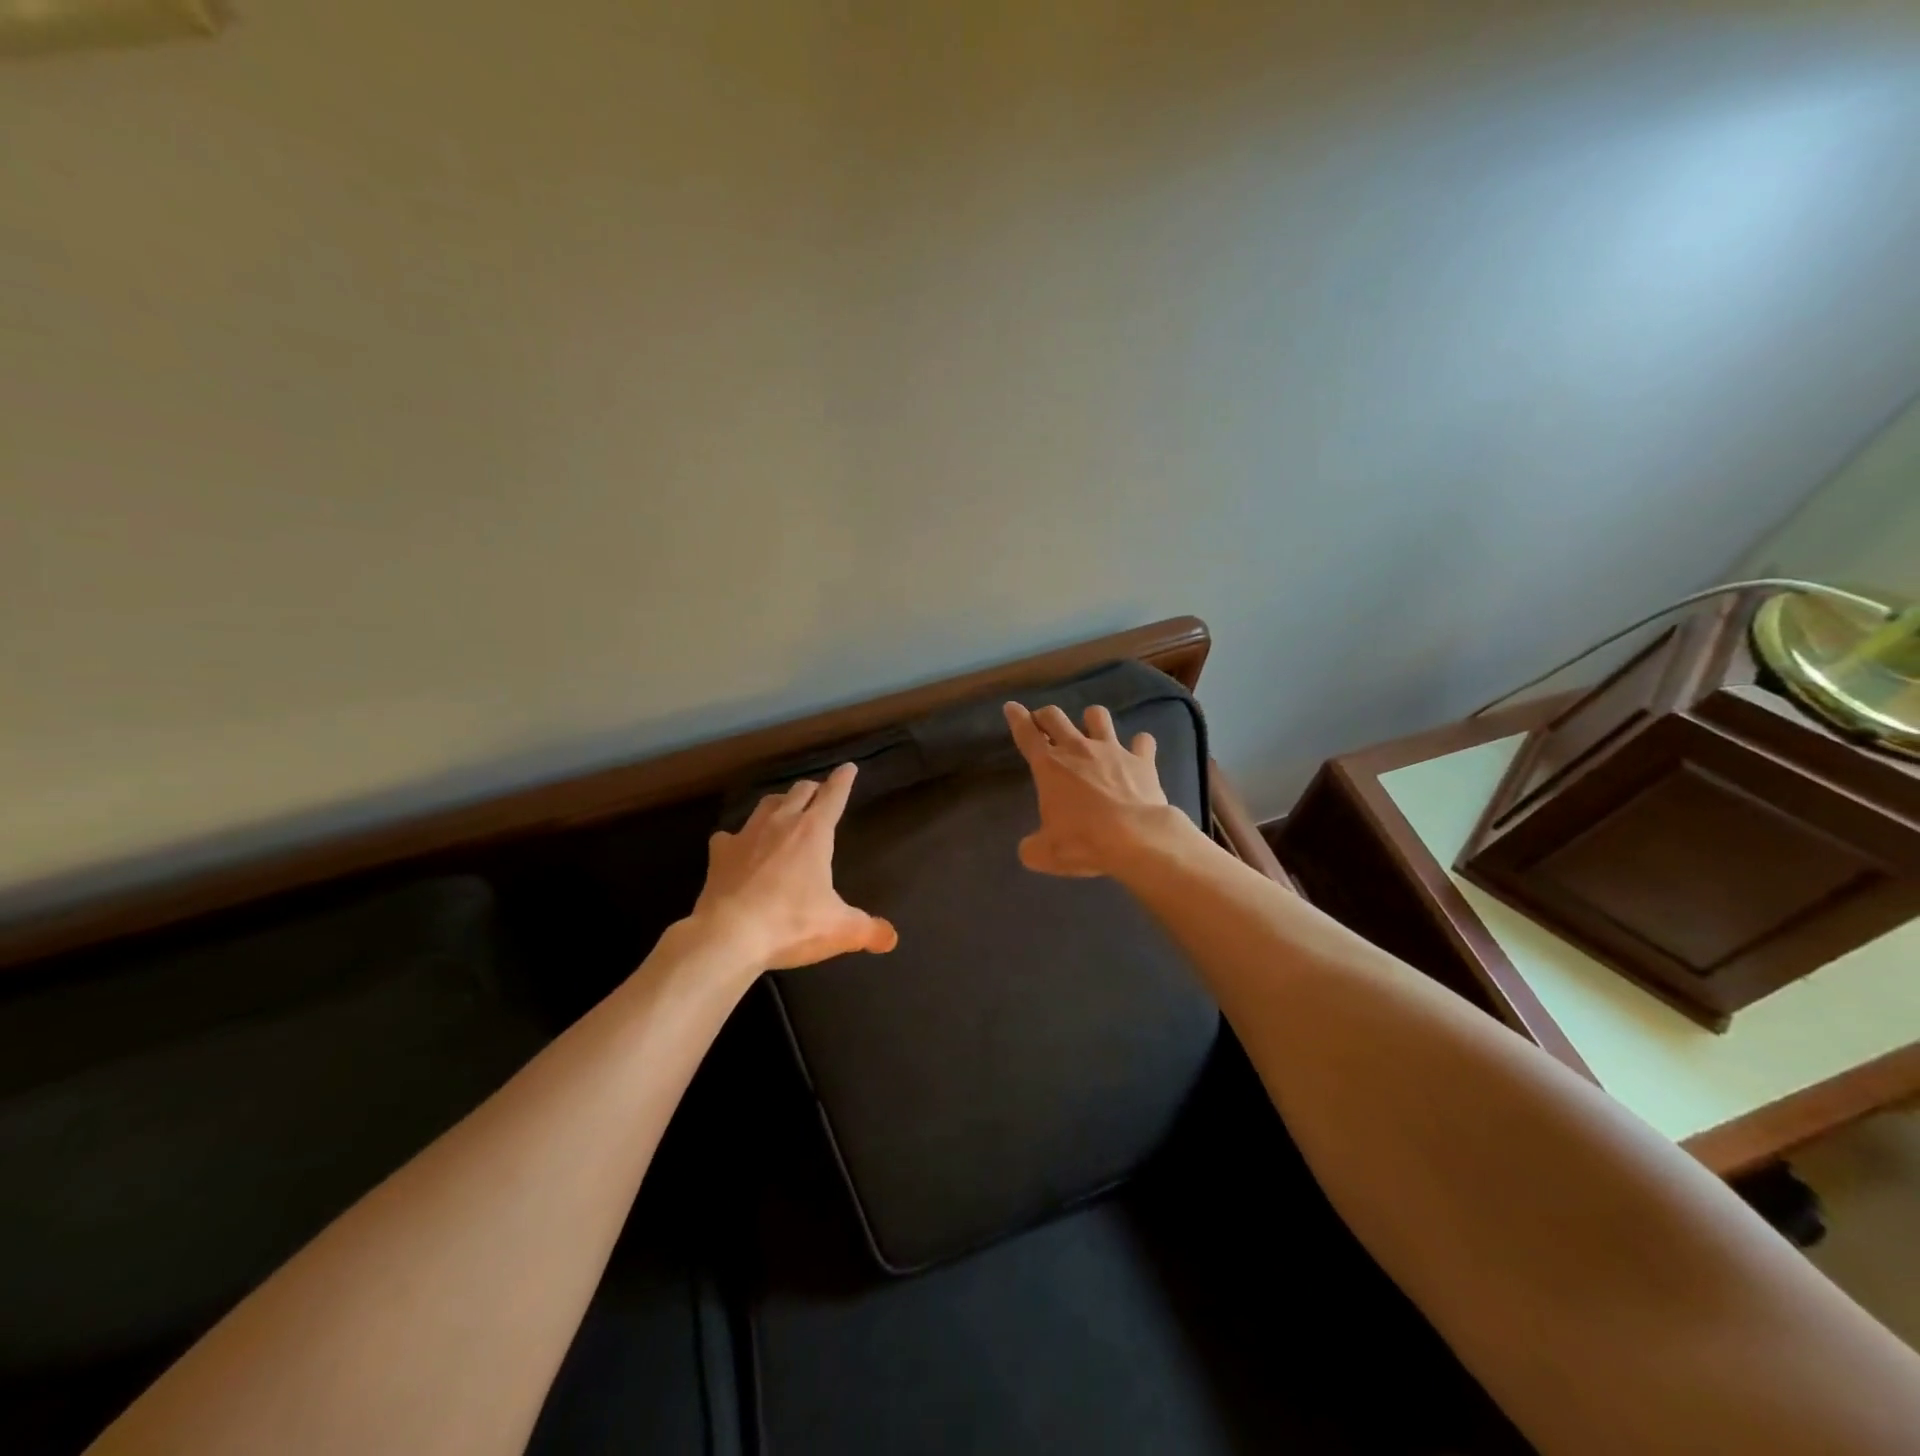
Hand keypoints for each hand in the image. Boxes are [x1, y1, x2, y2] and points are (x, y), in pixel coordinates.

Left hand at [690, 761, 898, 970]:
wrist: (728, 936)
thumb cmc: (791, 925)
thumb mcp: (839, 929)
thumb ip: (868, 930)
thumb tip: (891, 937)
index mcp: (814, 833)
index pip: (833, 796)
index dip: (843, 780)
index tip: (849, 767)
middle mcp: (781, 824)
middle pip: (800, 791)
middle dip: (814, 789)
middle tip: (820, 793)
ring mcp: (747, 835)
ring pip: (767, 804)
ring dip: (780, 803)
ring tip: (785, 810)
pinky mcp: (720, 853)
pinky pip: (730, 836)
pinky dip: (739, 838)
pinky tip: (740, 847)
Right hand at [1003, 701, 1188, 878]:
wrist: (1137, 839)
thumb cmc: (1084, 841)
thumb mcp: (1045, 853)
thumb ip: (1032, 847)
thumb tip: (1030, 848)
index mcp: (1049, 766)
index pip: (1026, 734)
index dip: (1016, 718)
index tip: (1012, 707)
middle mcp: (1078, 749)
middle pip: (1055, 716)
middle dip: (1046, 716)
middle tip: (1044, 723)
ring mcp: (1112, 750)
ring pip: (1097, 716)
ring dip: (1091, 720)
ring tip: (1092, 730)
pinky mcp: (1142, 760)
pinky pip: (1142, 741)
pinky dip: (1139, 745)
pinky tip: (1138, 752)